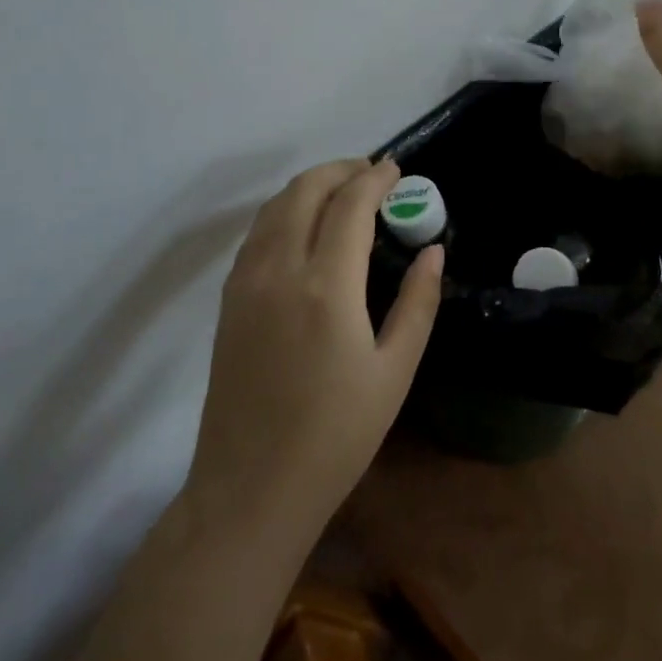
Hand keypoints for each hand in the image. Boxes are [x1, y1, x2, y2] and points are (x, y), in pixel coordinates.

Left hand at [183, 158, 443, 547]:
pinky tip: (305, 226)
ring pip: (276, 205)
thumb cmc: (335, 436)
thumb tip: (433, 252)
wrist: (250, 490)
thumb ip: (418, 303)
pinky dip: (285, 211)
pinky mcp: (228, 298)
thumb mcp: (394, 372)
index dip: (375, 178)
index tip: (396, 169)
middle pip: (306, 189)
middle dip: (342, 170)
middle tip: (372, 175)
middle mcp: (280, 269)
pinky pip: (258, 232)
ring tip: (343, 193)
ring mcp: (246, 281)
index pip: (350, 203)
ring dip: (311, 186)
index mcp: (326, 286)